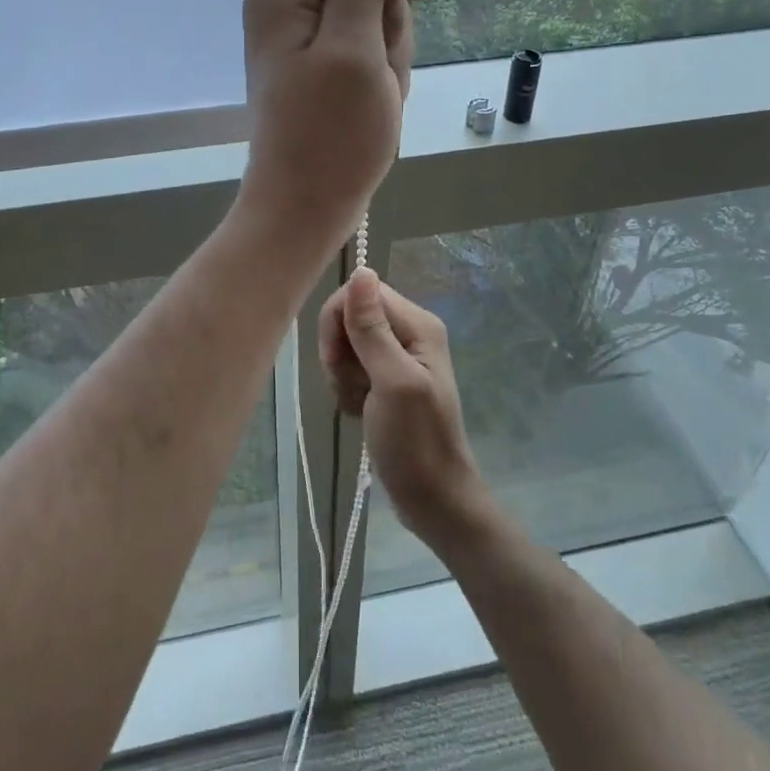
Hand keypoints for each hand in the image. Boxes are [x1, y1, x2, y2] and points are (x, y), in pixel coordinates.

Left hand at [237, 0, 429, 258]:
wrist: (306, 208)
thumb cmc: (332, 135)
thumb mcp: (355, 46)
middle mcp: (286, 6)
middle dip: (387, 17)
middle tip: (379, 68)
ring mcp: (302, 39)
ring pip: (370, 13)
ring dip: (388, 51)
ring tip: (376, 93)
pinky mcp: (318, 66)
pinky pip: (365, 47)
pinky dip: (379, 72)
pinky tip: (374, 104)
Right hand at [320, 267, 489, 552]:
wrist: (432, 499)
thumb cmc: (415, 443)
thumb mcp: (392, 382)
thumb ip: (372, 327)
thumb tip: (361, 270)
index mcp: (417, 324)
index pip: (361, 293)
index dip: (339, 321)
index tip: (337, 360)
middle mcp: (409, 332)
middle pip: (351, 316)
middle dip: (339, 352)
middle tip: (352, 386)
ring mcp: (397, 357)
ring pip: (346, 344)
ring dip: (341, 375)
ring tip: (359, 404)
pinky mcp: (385, 380)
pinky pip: (350, 368)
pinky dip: (347, 390)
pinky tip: (359, 412)